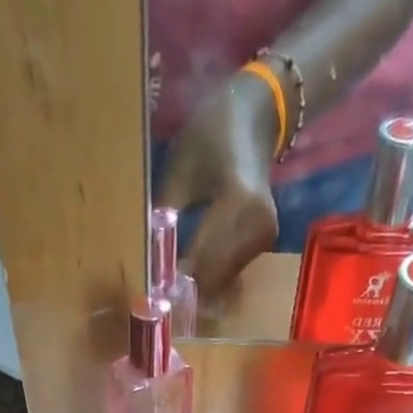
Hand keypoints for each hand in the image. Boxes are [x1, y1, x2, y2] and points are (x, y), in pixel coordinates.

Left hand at [157, 75, 281, 298]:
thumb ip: (164, 218)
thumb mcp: (179, 171)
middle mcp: (258, 227)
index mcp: (239, 202)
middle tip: (158, 292)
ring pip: (223, 280)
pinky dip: (210, 275)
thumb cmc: (211, 136)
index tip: (151, 290)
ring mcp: (265, 238)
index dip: (176, 279)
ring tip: (172, 280)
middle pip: (214, 277)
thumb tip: (147, 262)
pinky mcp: (264, 244)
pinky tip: (192, 269)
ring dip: (198, 285)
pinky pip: (231, 272)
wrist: (254, 119)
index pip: (202, 259)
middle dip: (186, 287)